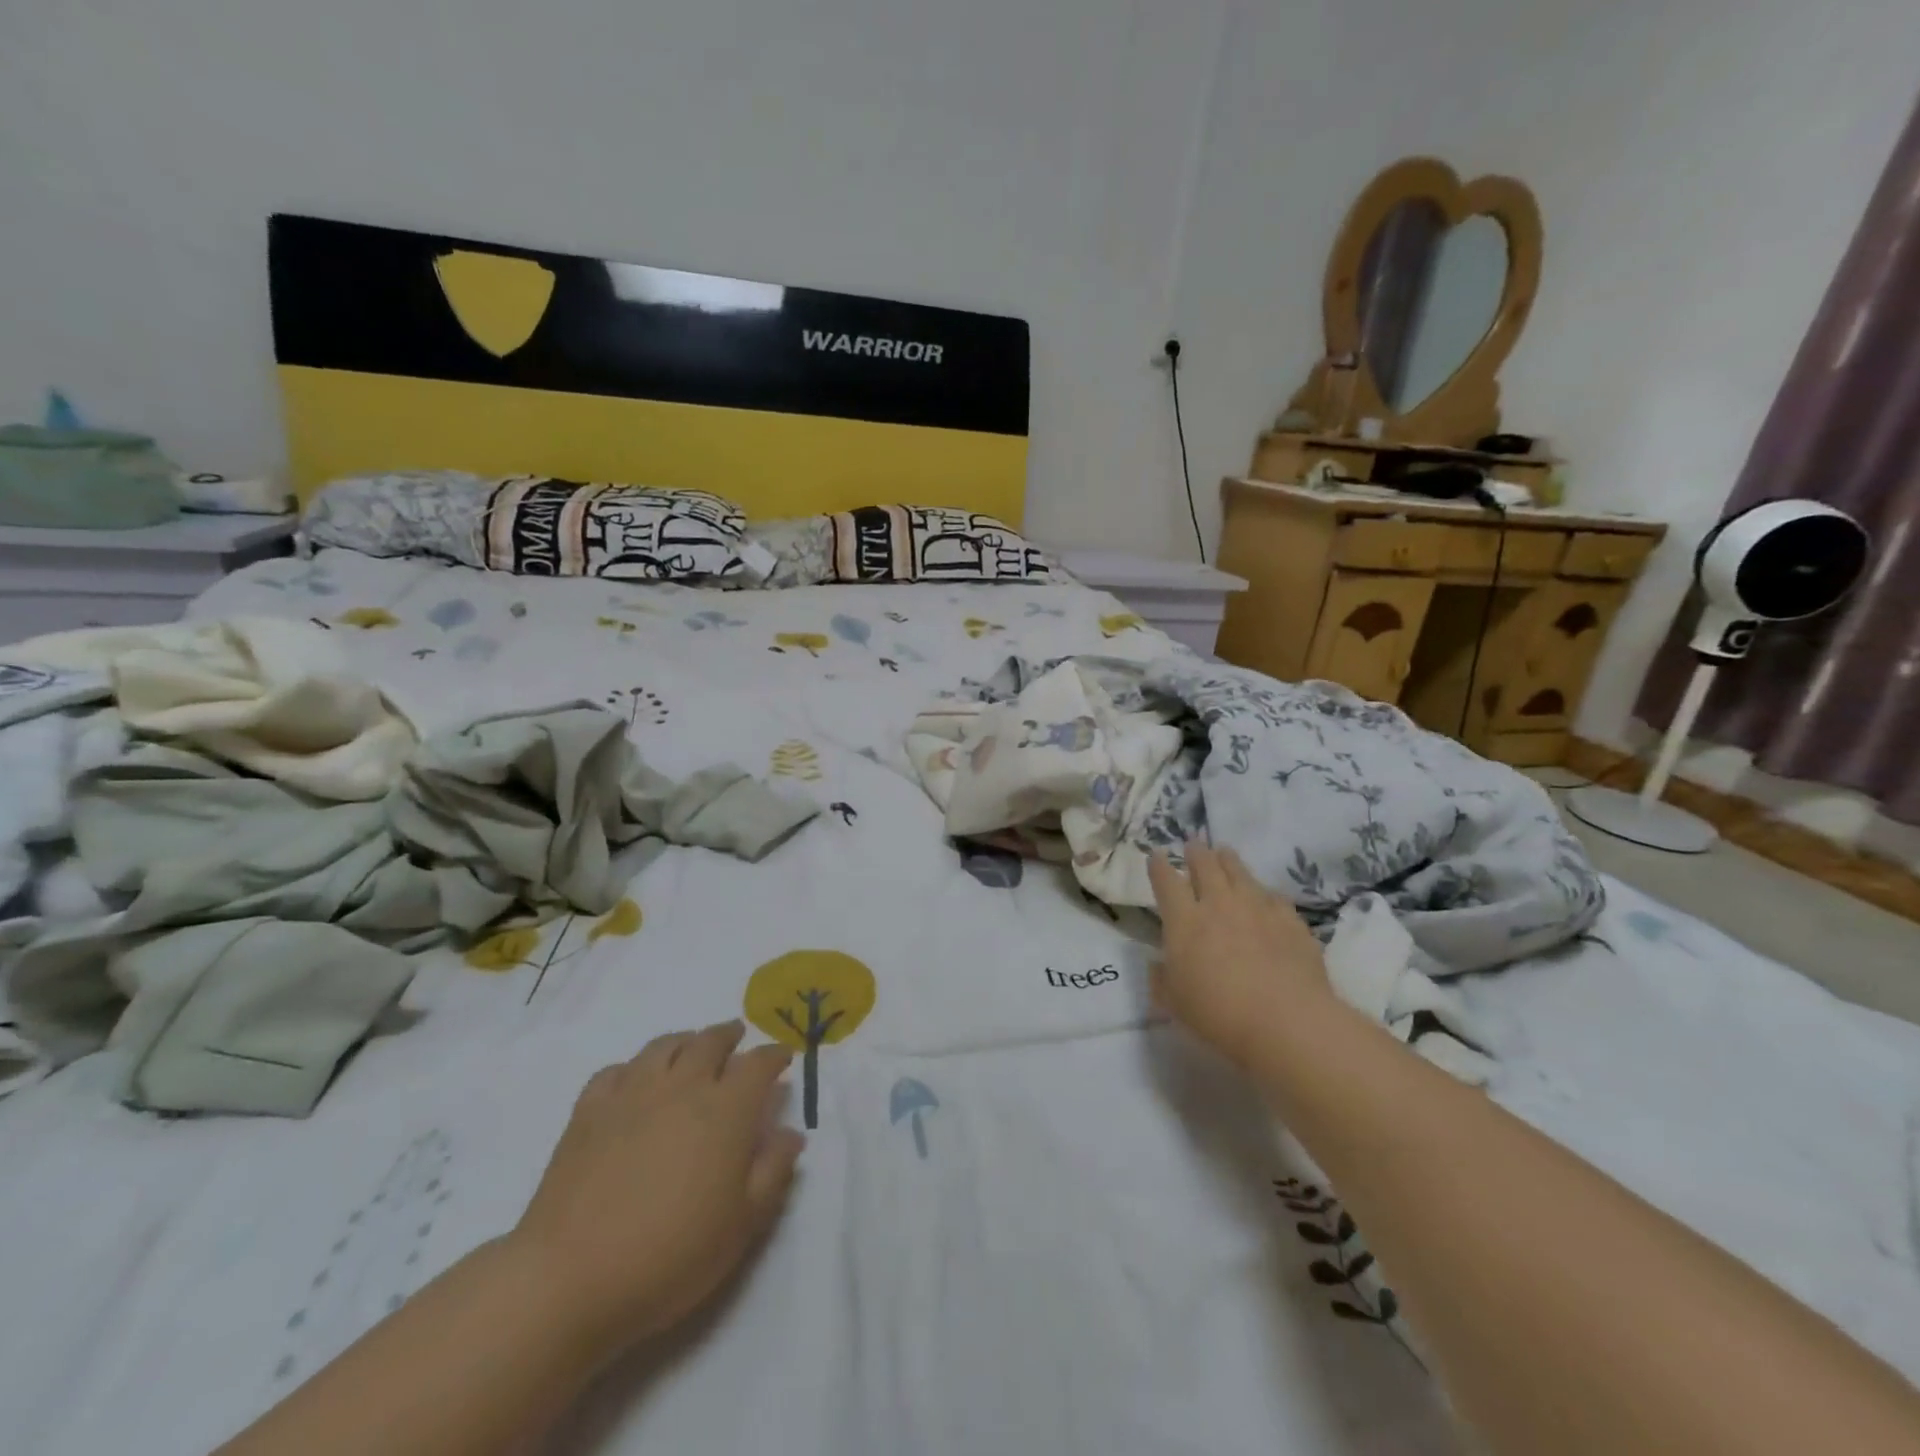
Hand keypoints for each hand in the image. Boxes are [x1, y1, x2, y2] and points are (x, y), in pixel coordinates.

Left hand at [509, 1021, 803, 1354]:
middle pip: (710, 1042)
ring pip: (664, 1046)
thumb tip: (790, 1133)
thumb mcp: (742, 1224)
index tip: (783, 1057)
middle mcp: (682, 1086)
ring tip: (691, 1046)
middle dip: (729, 1036)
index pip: (758, 1065)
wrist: (571, 1278)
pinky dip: (633, 1067)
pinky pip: (616, 1071)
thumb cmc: (671, 1254)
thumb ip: (772, 1171)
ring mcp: (632, 1094)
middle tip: (737, 1038)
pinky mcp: (588, 1111)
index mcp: (726, 1109)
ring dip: (685, 1040)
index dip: (774, 1056)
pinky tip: (634, 1080)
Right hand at [1148, 840, 1333, 1066]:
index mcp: (1184, 921)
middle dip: (1197, 853)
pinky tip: (1266, 898)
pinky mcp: (1291, 922)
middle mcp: (1219, 904)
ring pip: (1240, 873)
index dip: (1160, 866)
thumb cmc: (1219, 1014)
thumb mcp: (1174, 1004)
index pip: (1166, 882)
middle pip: (1206, 866)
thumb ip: (1162, 980)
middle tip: (1194, 845)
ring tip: (1225, 853)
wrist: (1287, 1022)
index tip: (1157, 855)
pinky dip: (1265, 894)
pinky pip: (1274, 898)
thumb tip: (1158, 965)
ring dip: (1229, 860)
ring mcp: (1258, 909)